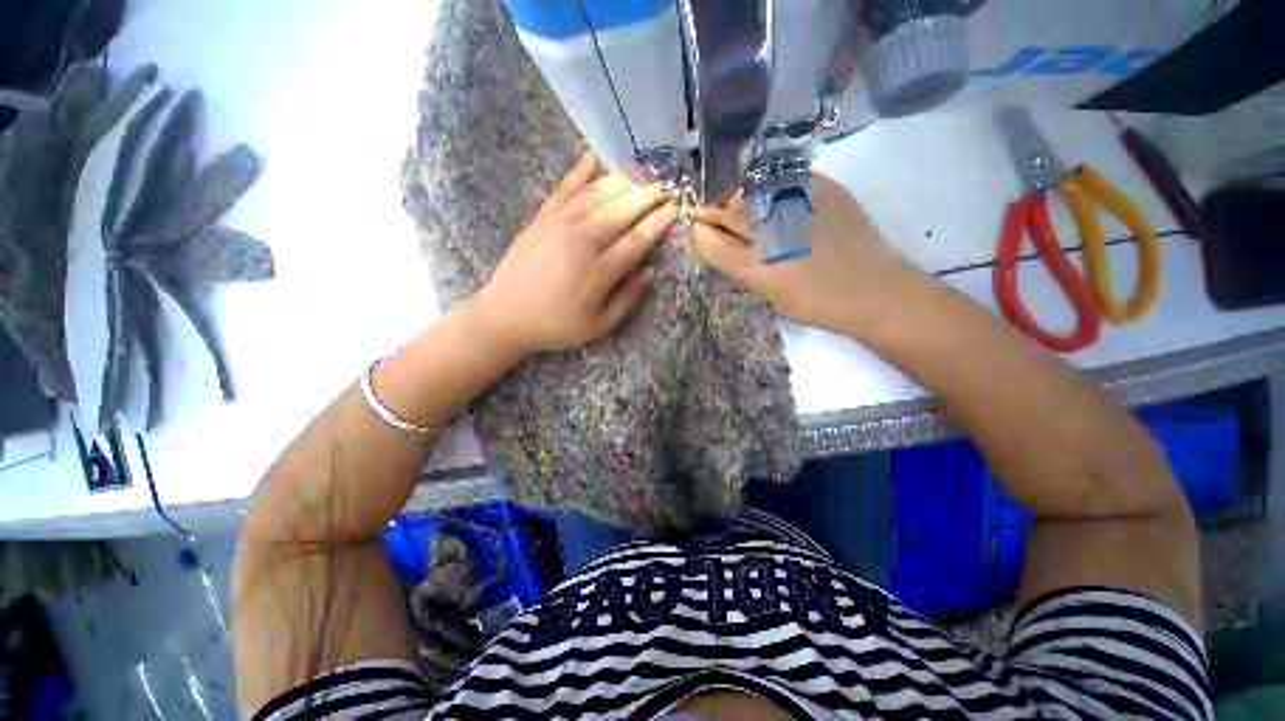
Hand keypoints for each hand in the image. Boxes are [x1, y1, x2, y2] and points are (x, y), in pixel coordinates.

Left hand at [473, 154, 676, 356]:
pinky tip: (591, 159)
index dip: (656, 225)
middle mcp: (580, 242)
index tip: (673, 211)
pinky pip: (562, 190)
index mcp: (597, 273)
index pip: (635, 241)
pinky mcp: (540, 220)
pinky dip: (577, 173)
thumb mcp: (598, 326)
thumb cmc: (556, 326)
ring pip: (595, 196)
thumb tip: (651, 271)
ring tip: (638, 177)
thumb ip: (627, 300)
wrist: (505, 316)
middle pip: (619, 212)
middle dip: (645, 198)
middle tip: (662, 189)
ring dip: (620, 183)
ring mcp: (558, 226)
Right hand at [691, 173, 922, 334]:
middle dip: (714, 209)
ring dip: (740, 197)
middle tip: (715, 213)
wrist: (871, 287)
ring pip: (750, 189)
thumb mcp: (766, 292)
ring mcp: (797, 201)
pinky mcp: (821, 184)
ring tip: (746, 207)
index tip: (699, 228)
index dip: (700, 231)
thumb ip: (736, 265)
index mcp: (756, 266)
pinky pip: (781, 178)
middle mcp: (771, 229)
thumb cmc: (814, 301)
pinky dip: (770, 187)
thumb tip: (714, 239)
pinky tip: (776, 198)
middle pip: (727, 208)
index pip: (709, 239)